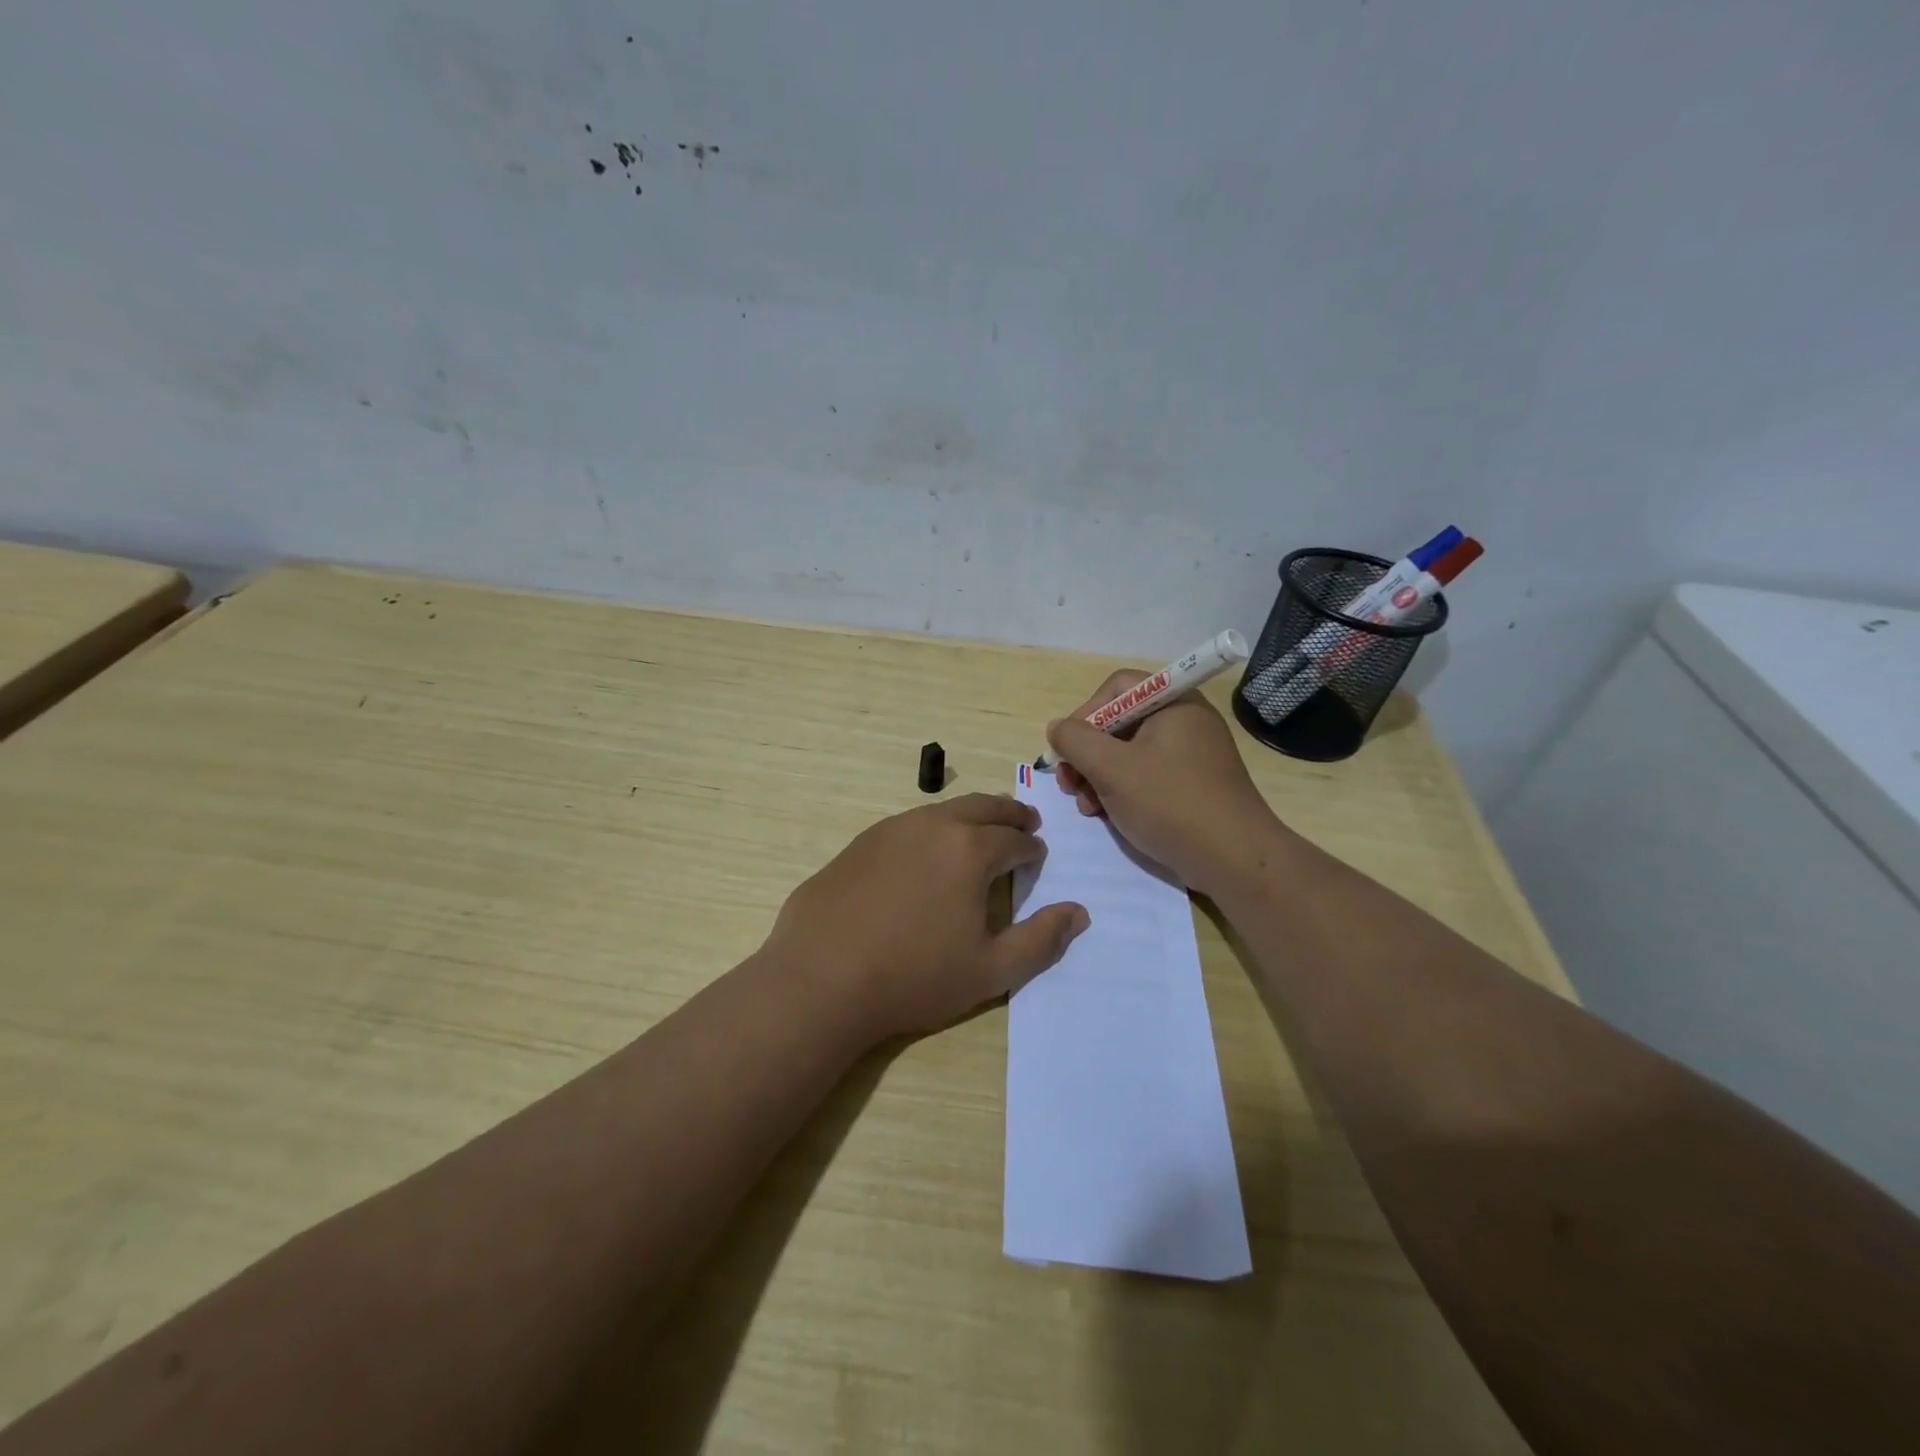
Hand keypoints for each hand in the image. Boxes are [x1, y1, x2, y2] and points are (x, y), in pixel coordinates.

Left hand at [764, 793, 1089, 1041]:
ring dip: (969, 816)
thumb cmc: (914, 977)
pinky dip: (931, 829)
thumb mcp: (990, 971)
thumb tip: (1079, 912)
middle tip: (1024, 823)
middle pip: (982, 807)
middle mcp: (933, 825)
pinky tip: (925, 854)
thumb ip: (1041, 940)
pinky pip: (908, 825)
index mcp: (970, 850)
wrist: (820, 978)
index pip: (1014, 840)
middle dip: (1008, 814)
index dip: (1031, 848)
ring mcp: (891, 829)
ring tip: (978, 832)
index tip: (1037, 855)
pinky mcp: (859, 843)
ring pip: (942, 810)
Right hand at [1048, 672, 1280, 894]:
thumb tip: (1057, 727)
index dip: (1086, 713)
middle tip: (1069, 784)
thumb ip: (1076, 740)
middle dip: (1087, 753)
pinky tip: (1107, 815)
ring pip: (1129, 753)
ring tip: (1086, 806)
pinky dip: (1122, 790)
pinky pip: (1147, 775)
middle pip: (1120, 722)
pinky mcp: (1193, 785)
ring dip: (1099, 776)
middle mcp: (1185, 721)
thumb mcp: (1111, 768)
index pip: (1118, 687)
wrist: (1234, 860)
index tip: (1068, 748)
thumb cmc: (1170, 803)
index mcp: (1173, 704)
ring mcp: (1192, 755)